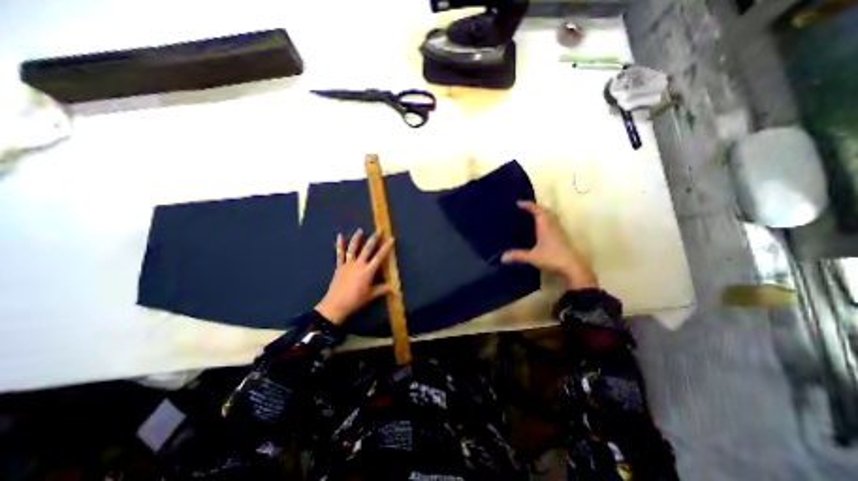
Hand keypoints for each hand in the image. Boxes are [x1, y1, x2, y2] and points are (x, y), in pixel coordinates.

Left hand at [315, 230, 394, 326]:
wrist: (336, 305)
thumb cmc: (355, 300)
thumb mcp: (371, 295)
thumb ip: (382, 289)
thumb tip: (395, 288)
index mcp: (368, 271)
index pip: (380, 257)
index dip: (386, 247)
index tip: (391, 239)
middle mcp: (359, 264)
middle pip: (367, 249)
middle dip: (374, 239)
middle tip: (379, 230)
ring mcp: (348, 264)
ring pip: (353, 248)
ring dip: (357, 238)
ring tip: (360, 230)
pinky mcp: (339, 267)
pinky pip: (339, 254)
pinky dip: (339, 245)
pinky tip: (339, 236)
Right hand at [500, 200, 598, 288]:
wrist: (572, 267)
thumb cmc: (552, 258)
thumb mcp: (532, 257)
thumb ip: (517, 256)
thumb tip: (502, 257)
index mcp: (545, 226)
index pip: (537, 210)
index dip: (528, 205)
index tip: (518, 204)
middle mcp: (552, 225)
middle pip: (545, 211)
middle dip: (535, 207)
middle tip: (524, 208)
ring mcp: (558, 230)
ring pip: (550, 216)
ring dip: (542, 212)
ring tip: (532, 214)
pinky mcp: (562, 236)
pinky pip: (553, 222)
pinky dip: (546, 219)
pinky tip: (541, 227)